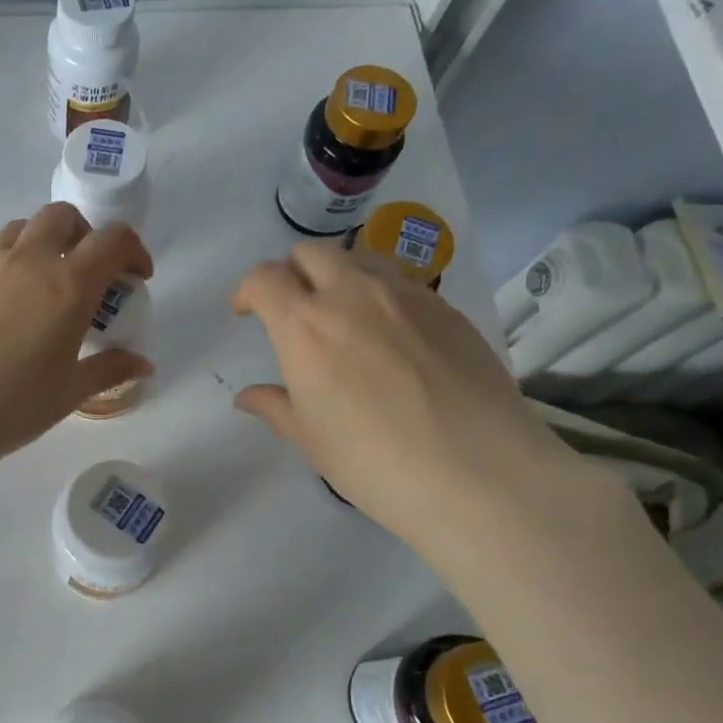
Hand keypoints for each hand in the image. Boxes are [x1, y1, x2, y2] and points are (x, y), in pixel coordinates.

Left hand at [0, 204, 153, 540]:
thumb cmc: (12, 405)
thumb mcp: (69, 392)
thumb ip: (109, 369)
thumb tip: (142, 364)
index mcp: (67, 285)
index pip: (112, 240)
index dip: (133, 250)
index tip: (136, 277)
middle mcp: (27, 262)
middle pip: (62, 216)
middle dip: (85, 234)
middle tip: (88, 271)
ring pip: (20, 229)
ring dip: (42, 242)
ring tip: (44, 284)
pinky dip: (7, 270)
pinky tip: (2, 314)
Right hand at [231, 241, 590, 558]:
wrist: (477, 471)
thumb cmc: (373, 460)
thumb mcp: (310, 439)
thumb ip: (275, 407)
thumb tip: (248, 397)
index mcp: (305, 325)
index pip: (264, 279)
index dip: (247, 289)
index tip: (246, 310)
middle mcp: (352, 294)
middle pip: (311, 252)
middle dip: (292, 272)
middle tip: (293, 307)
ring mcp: (406, 295)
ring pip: (360, 259)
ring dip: (339, 275)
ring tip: (344, 314)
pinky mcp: (447, 307)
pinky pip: (402, 284)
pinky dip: (382, 296)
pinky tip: (393, 337)